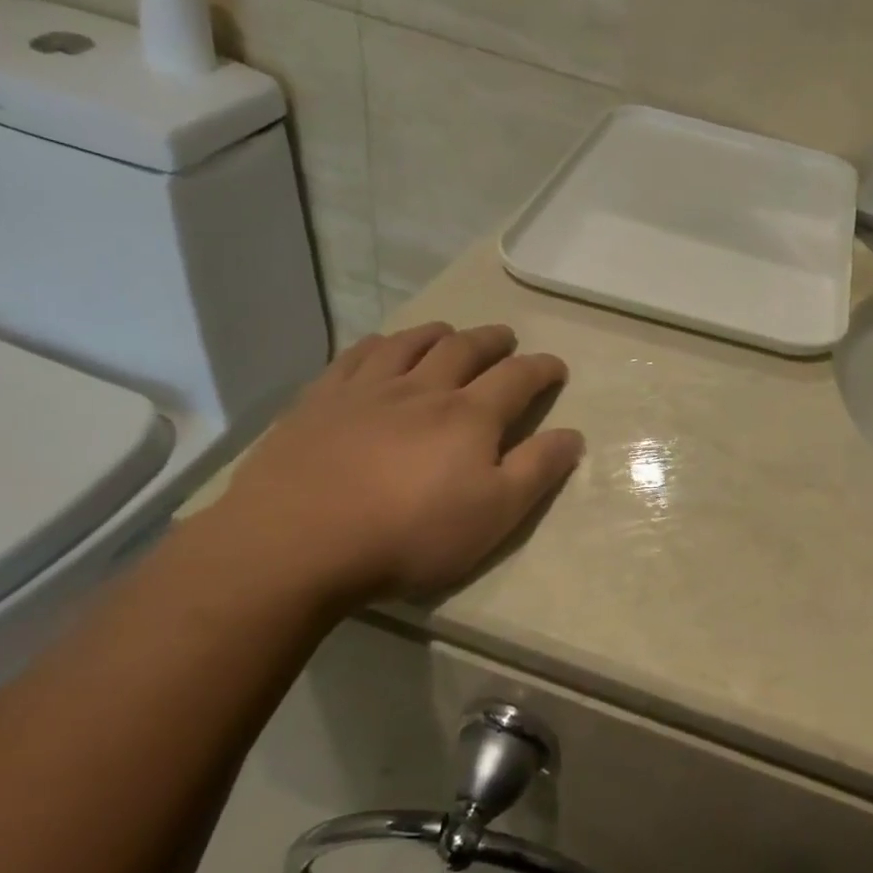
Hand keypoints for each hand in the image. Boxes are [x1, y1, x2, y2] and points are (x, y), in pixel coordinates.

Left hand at [207, 322, 583, 606]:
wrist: (300, 540)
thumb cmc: (410, 534)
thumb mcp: (494, 515)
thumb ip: (536, 471)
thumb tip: (572, 434)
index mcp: (469, 417)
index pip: (517, 379)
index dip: (542, 369)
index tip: (556, 367)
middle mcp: (423, 389)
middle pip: (464, 349)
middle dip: (492, 341)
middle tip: (506, 338)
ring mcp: (368, 390)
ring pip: (410, 343)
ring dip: (438, 333)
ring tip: (450, 332)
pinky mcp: (321, 400)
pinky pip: (357, 355)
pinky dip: (381, 343)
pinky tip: (382, 346)